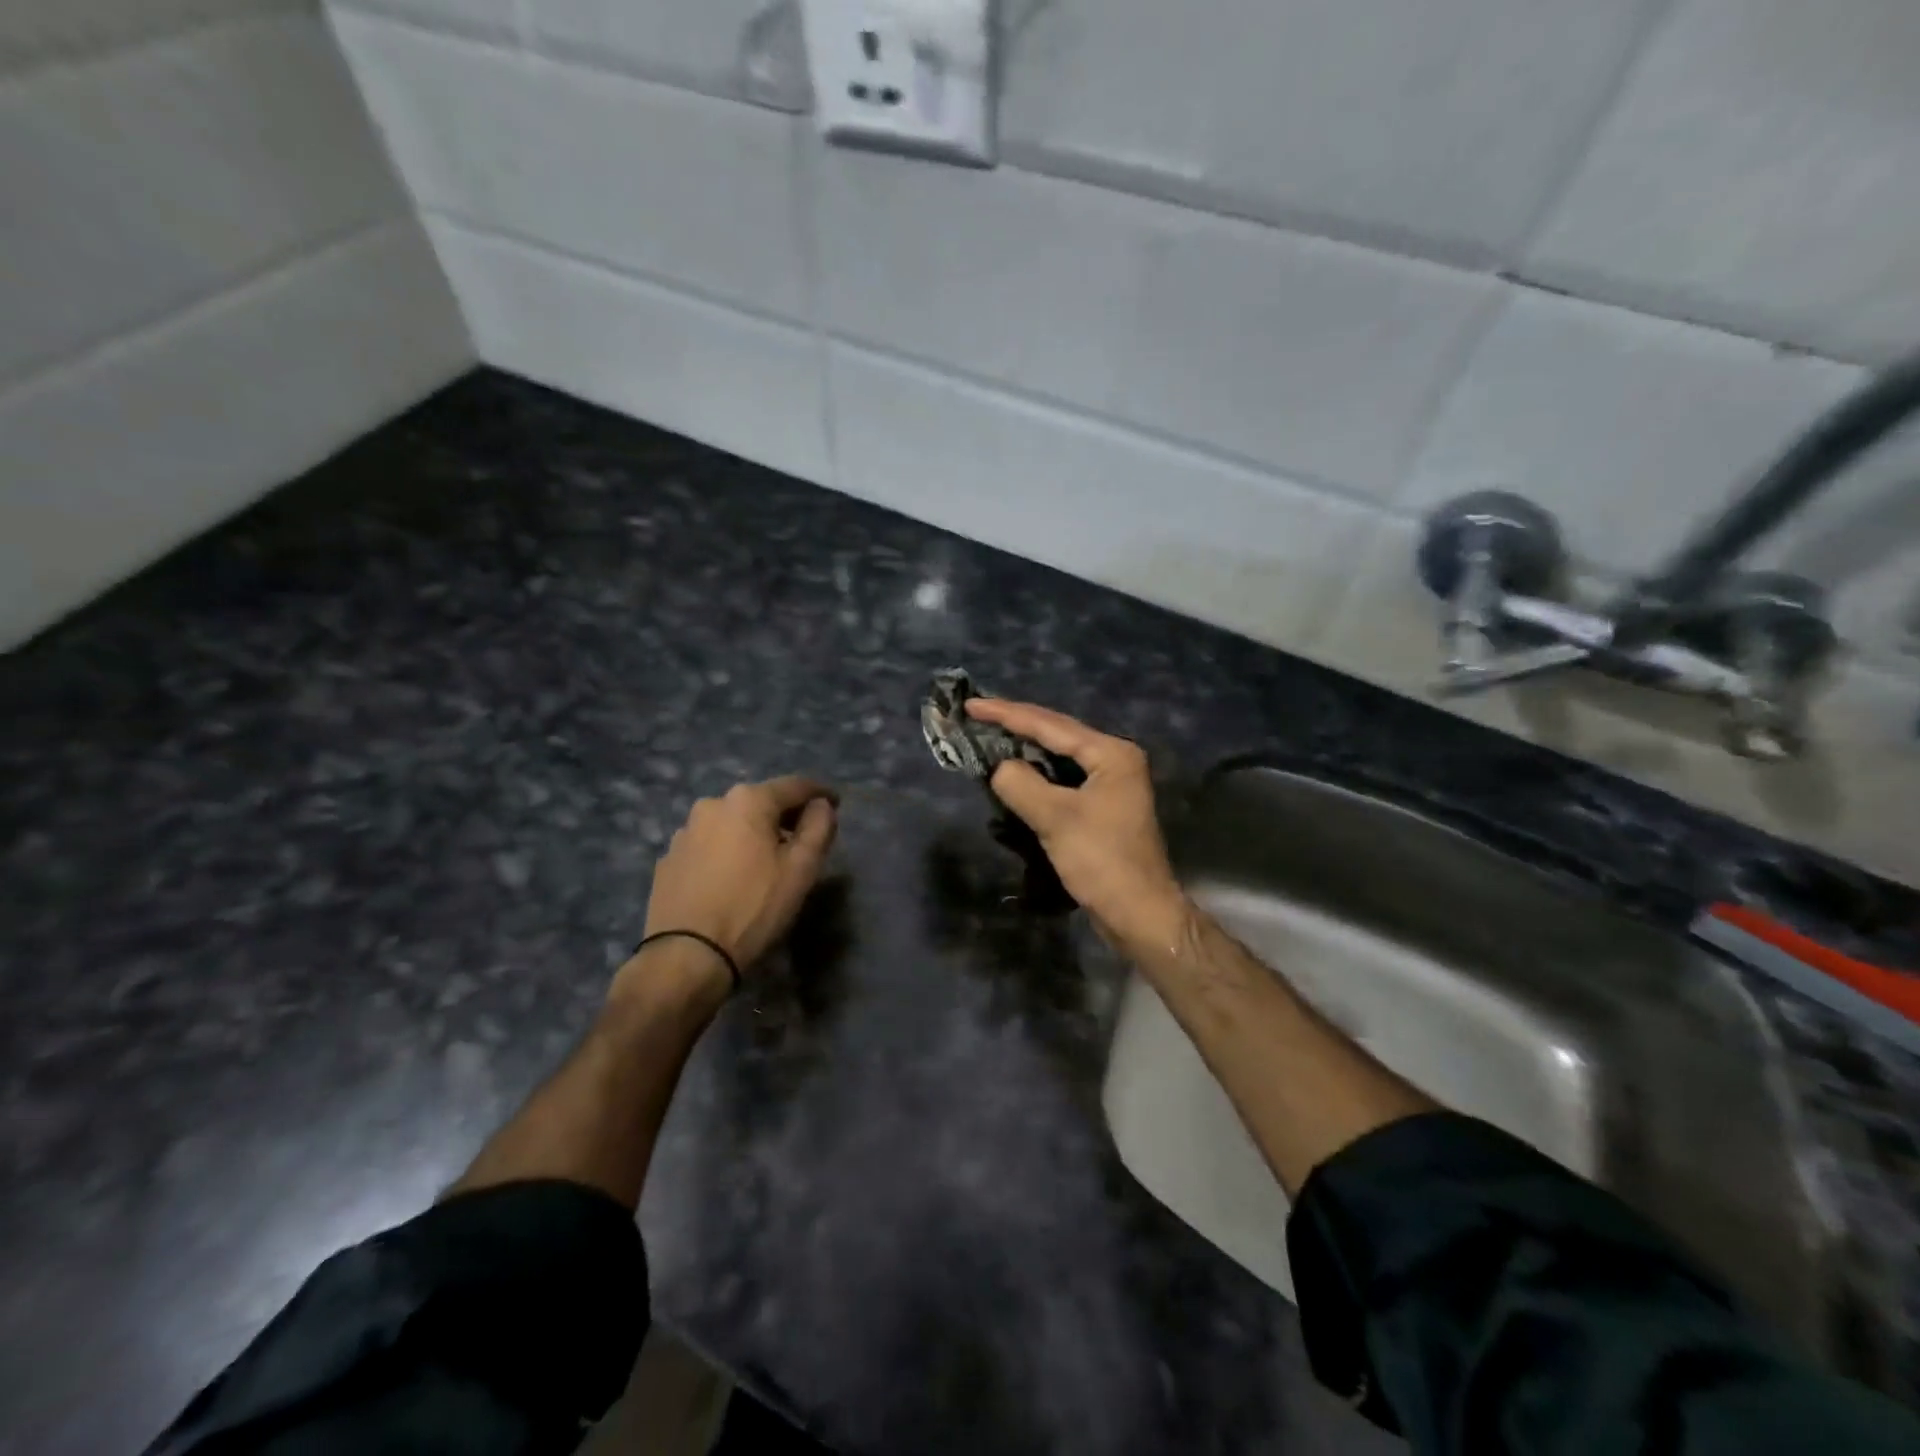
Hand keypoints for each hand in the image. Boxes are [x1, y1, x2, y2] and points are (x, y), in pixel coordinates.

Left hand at [638, 776, 838, 988]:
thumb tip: (821, 805)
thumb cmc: (753, 908)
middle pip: (760, 802)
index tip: (836, 804)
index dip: (820, 793)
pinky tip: (732, 879)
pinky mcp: (668, 860)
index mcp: (747, 801)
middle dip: (784, 815)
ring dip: (752, 834)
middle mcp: (712, 805)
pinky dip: (726, 853)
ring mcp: (684, 832)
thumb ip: (819, 828)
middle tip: (804, 838)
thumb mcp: (801, 870)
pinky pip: (708, 846)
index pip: (794, 786)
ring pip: (731, 824)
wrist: (687, 956)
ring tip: (766, 862)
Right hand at [965, 700, 1191, 952]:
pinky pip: (1063, 781)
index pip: (1050, 725)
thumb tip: (998, 768)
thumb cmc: (1102, 861)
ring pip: (1059, 757)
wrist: (1139, 913)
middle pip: (1057, 734)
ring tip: (989, 737)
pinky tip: (1014, 774)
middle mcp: (1115, 761)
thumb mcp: (1056, 818)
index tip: (971, 705)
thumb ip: (1021, 784)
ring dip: (1025, 750)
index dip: (1007, 714)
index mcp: (1111, 754)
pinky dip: (1037, 776)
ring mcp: (1110, 785)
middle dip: (1016, 726)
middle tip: (976, 715)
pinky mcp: (1102, 808)